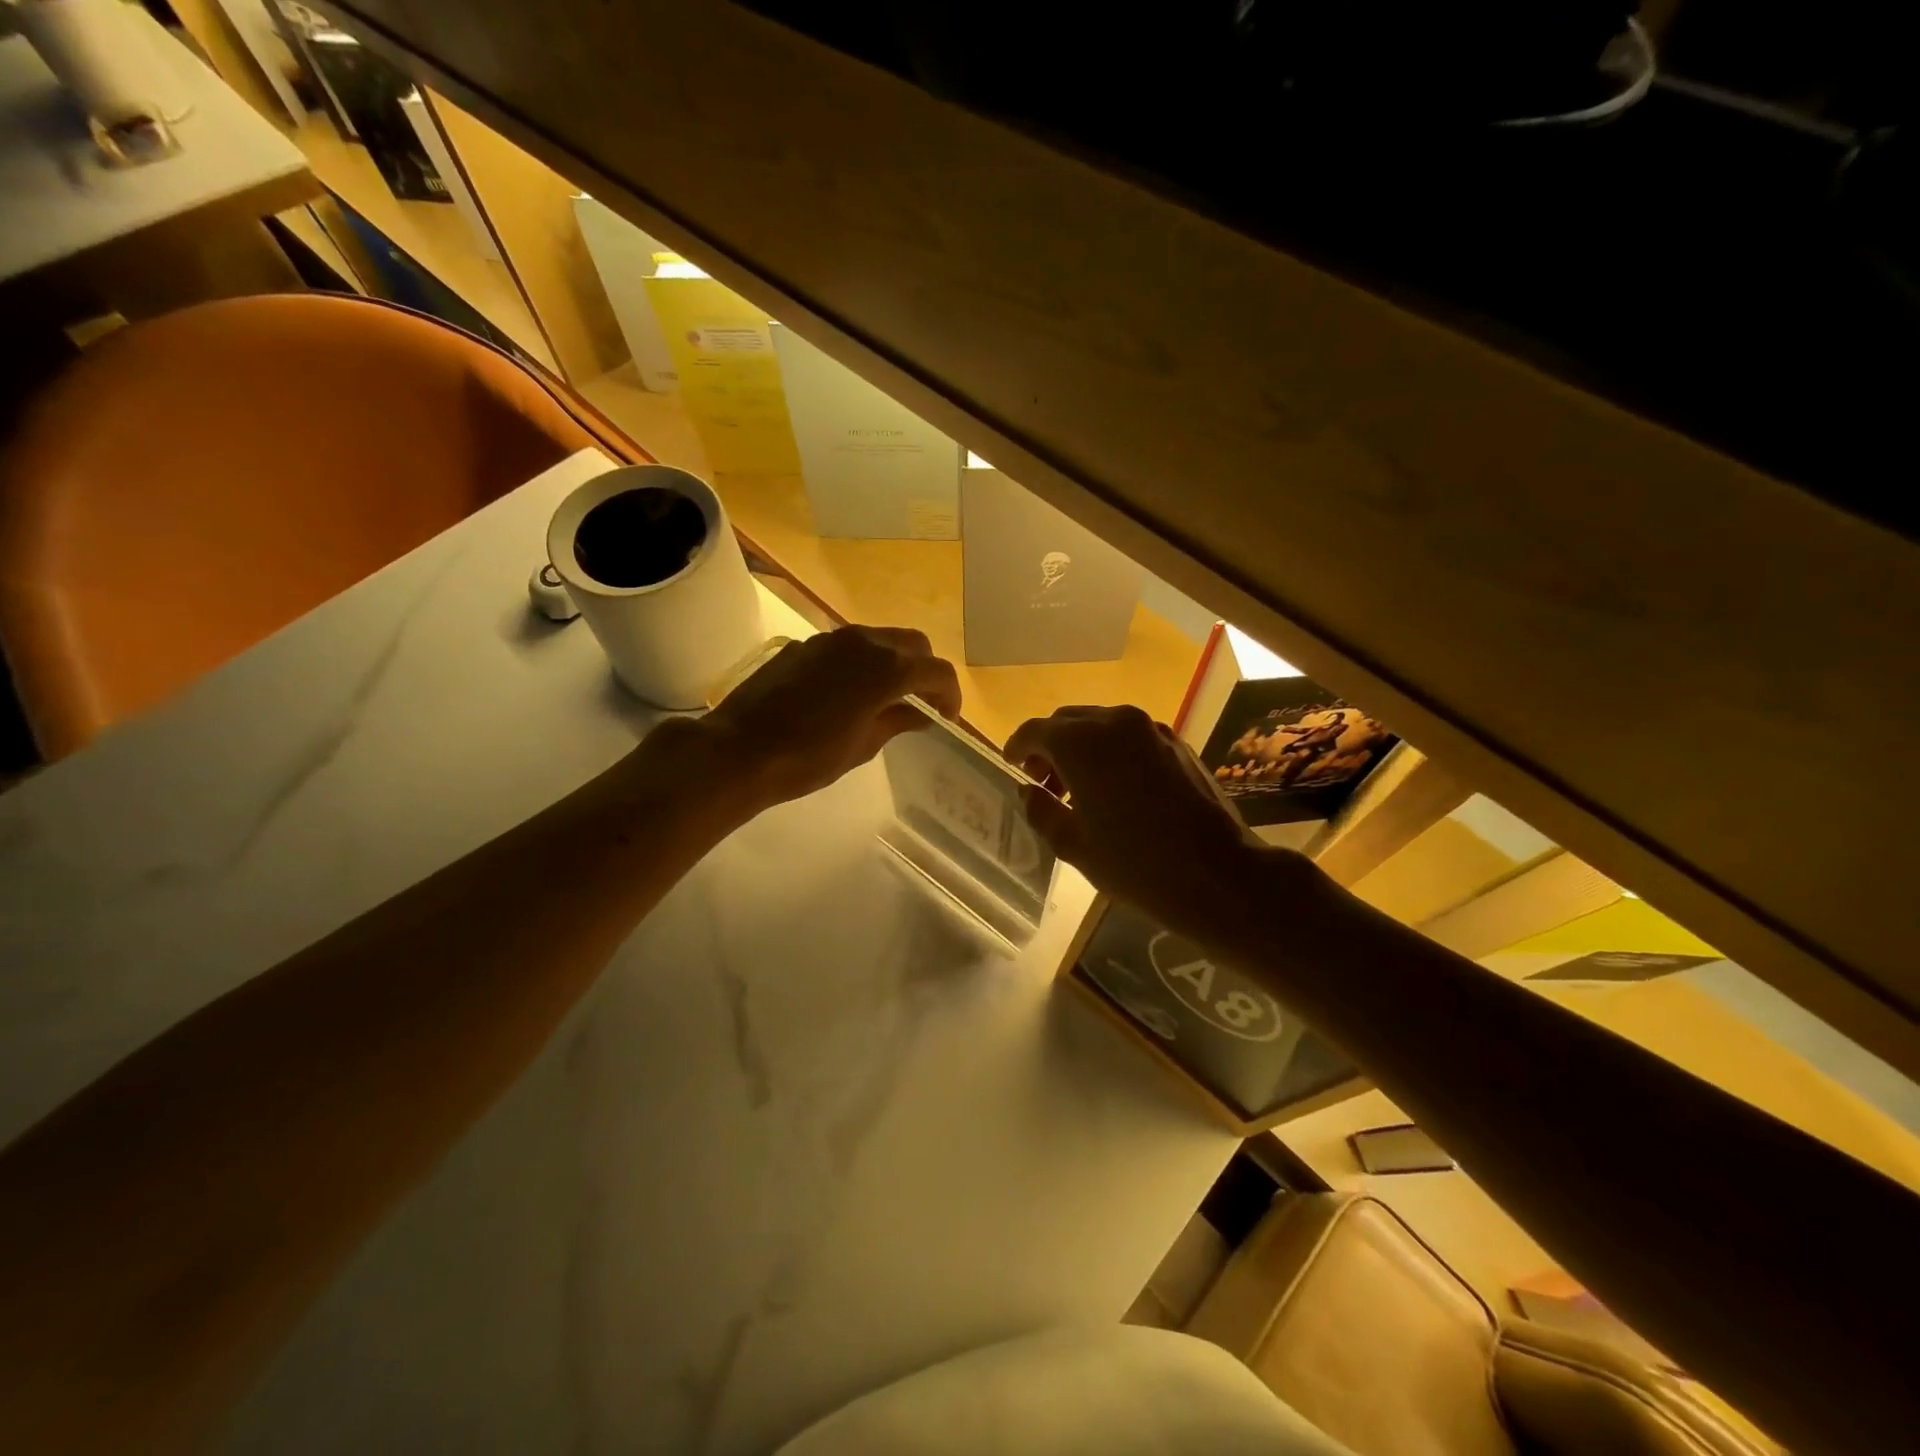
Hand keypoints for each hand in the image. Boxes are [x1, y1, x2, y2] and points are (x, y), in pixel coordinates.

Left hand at [697, 626, 961, 809]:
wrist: (741, 749)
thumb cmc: (809, 757)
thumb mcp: (863, 746)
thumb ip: (897, 721)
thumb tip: (920, 713)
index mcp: (887, 668)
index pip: (937, 671)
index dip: (949, 694)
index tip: (946, 718)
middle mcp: (864, 642)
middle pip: (913, 644)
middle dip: (925, 670)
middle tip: (921, 703)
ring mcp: (831, 639)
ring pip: (880, 639)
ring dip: (893, 662)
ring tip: (887, 696)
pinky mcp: (805, 645)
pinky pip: (848, 646)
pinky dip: (862, 662)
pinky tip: (848, 692)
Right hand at [1005, 706, 1304, 938]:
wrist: (1218, 874)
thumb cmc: (1135, 863)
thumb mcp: (1073, 844)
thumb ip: (1041, 810)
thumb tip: (1029, 791)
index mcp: (1082, 742)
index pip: (1035, 731)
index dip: (1017, 747)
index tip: (1011, 765)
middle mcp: (1115, 721)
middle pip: (1068, 722)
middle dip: (1049, 747)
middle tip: (1043, 783)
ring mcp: (1151, 729)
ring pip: (1100, 726)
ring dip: (1081, 748)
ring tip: (1078, 789)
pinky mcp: (1176, 743)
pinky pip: (1130, 737)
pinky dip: (1111, 752)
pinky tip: (1115, 788)